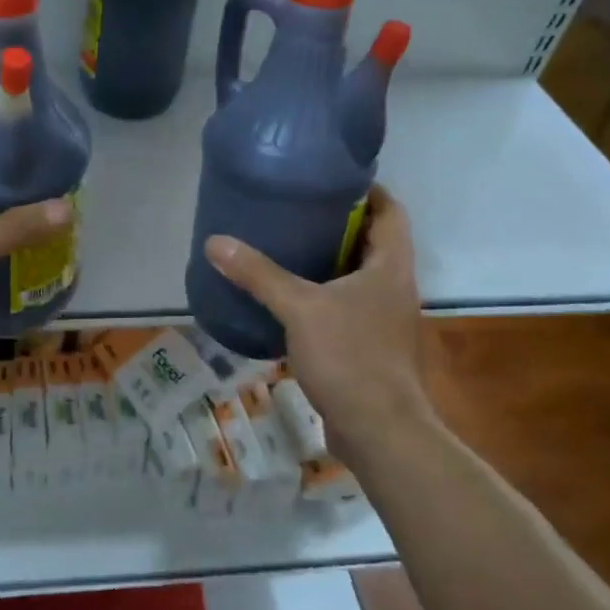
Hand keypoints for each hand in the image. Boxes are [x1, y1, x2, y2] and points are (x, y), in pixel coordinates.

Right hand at [203, 184, 434, 457]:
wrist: (380, 432)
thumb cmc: (350, 357)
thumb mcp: (299, 308)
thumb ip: (259, 274)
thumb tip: (216, 242)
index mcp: (390, 266)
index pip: (391, 211)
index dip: (368, 189)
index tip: (330, 178)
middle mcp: (393, 286)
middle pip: (372, 240)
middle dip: (338, 223)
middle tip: (295, 208)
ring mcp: (384, 318)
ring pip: (358, 275)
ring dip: (329, 259)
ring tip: (286, 245)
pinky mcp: (370, 345)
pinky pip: (347, 305)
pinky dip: (323, 294)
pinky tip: (288, 298)